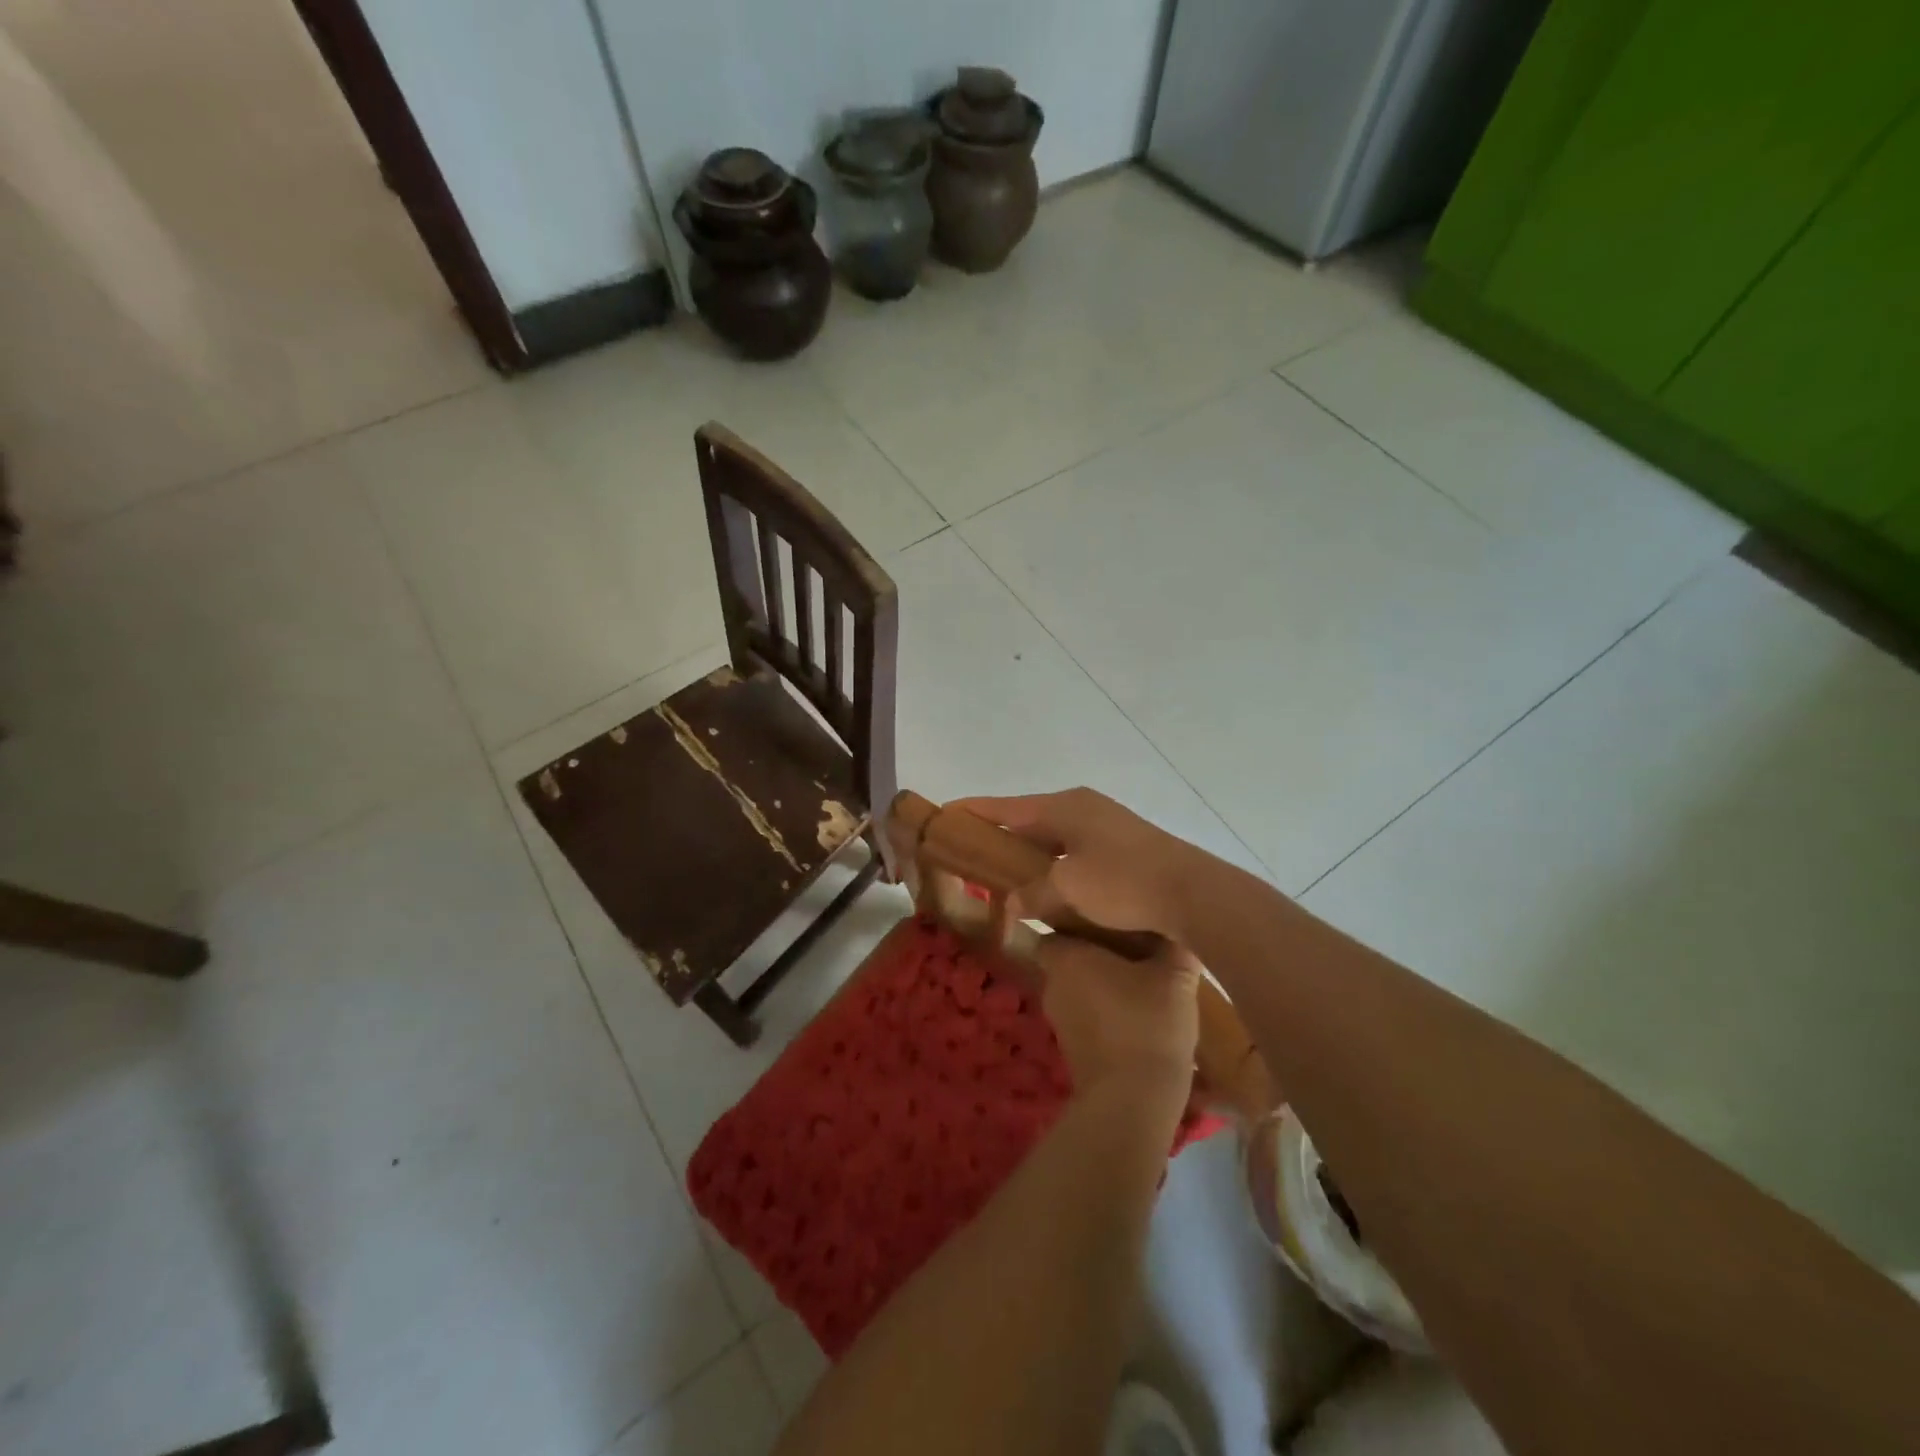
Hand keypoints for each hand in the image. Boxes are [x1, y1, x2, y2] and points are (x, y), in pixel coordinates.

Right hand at [954, 789, 1205, 944]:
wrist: (1193, 892)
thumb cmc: (1124, 882)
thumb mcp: (1069, 889)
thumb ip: (1032, 894)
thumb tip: (1011, 905)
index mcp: (1063, 807)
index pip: (1004, 806)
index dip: (972, 812)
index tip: (943, 816)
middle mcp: (1082, 806)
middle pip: (1027, 818)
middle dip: (998, 835)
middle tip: (969, 854)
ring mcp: (1105, 823)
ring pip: (1052, 835)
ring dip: (1028, 852)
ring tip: (1004, 873)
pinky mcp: (1122, 843)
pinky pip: (1072, 849)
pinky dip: (1053, 863)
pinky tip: (1048, 884)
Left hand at [1037, 932, 1199, 1101]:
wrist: (1132, 1100)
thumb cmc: (1147, 1023)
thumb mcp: (1175, 978)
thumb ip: (1173, 947)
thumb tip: (1176, 930)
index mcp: (1067, 957)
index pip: (1057, 929)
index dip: (1078, 923)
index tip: (1106, 921)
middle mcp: (1053, 984)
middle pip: (1068, 959)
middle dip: (1095, 954)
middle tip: (1131, 948)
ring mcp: (1059, 1019)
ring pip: (1078, 989)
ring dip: (1101, 986)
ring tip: (1139, 980)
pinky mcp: (1071, 1049)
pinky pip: (1086, 1016)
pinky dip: (1104, 1012)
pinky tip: (1136, 1014)